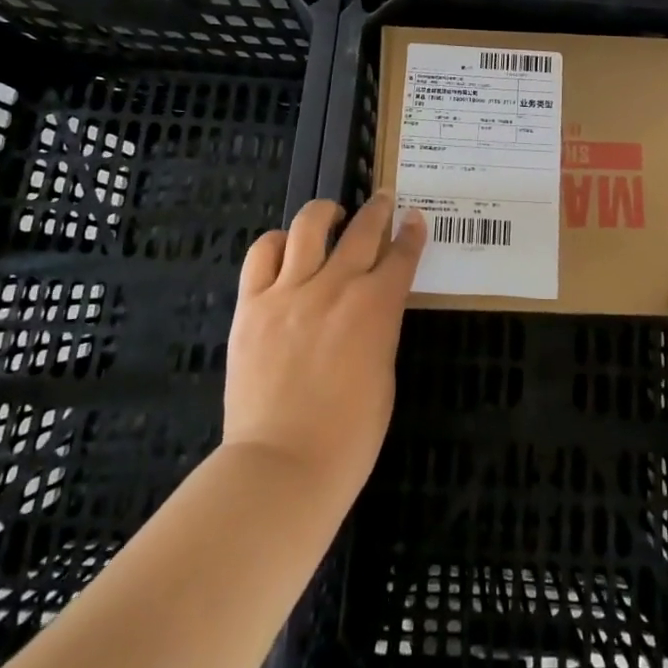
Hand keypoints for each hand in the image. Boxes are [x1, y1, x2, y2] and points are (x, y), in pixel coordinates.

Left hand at [222, 194, 425, 504]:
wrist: (281, 466)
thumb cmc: (349, 437)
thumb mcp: (384, 376)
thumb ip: (379, 330)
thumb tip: (371, 308)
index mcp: (377, 307)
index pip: (402, 255)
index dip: (411, 233)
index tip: (415, 218)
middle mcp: (337, 286)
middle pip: (363, 229)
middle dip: (378, 209)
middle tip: (383, 200)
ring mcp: (290, 290)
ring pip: (310, 225)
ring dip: (326, 213)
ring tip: (331, 216)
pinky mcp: (252, 304)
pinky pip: (263, 252)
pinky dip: (278, 242)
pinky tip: (286, 248)